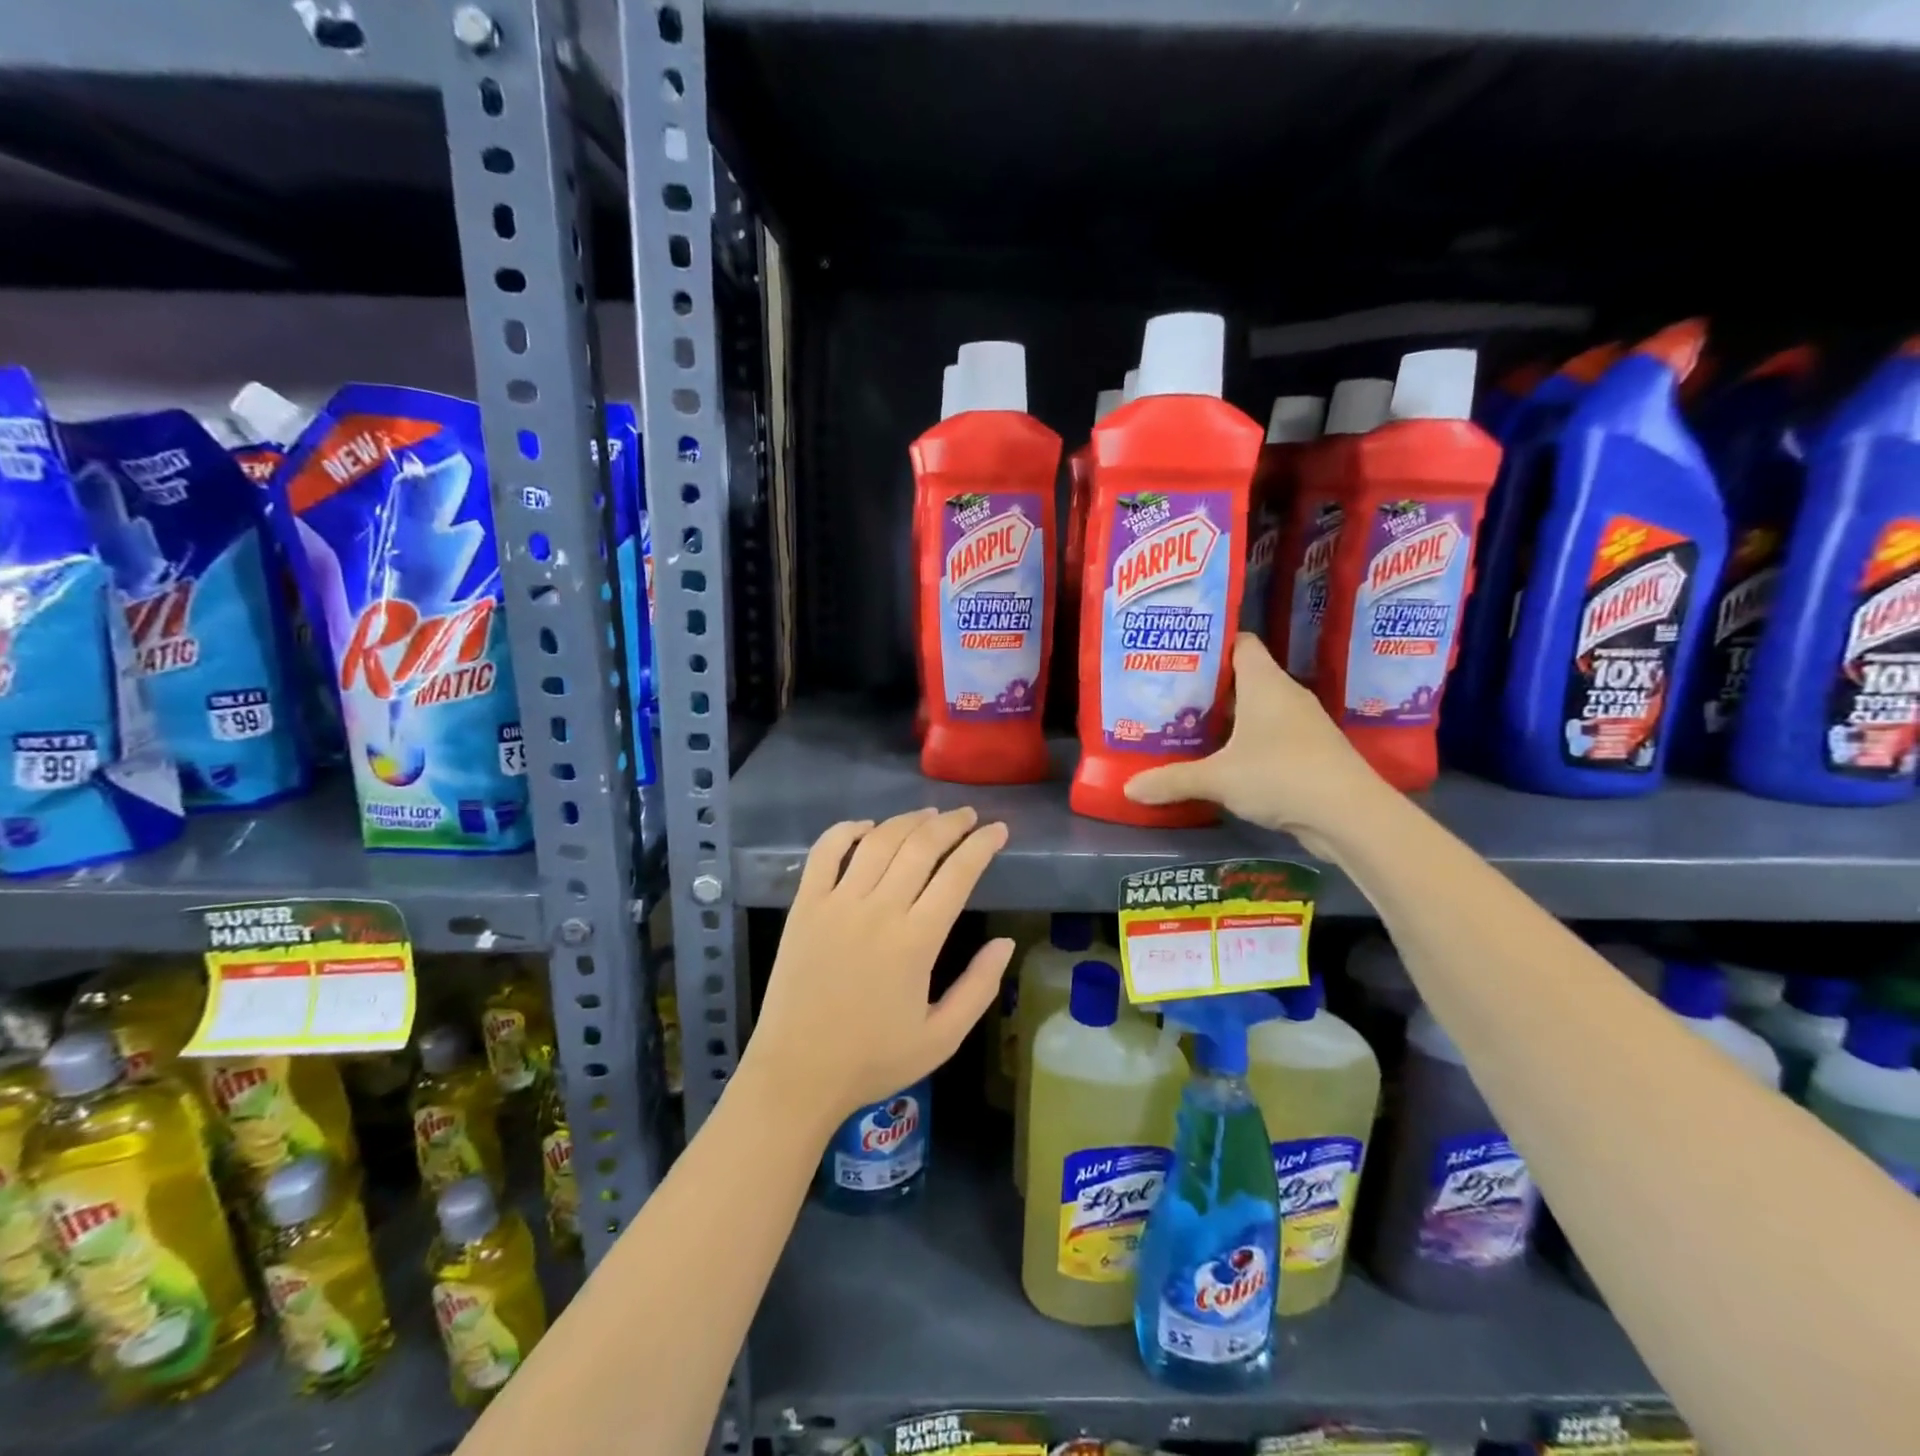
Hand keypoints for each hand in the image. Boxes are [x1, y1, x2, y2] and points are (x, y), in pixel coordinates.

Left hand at [745, 807, 1013, 1127]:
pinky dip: (846, 830)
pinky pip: (824, 852)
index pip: (957, 874)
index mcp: (916, 941)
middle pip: (921, 846)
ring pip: (878, 842)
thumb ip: (980, 988)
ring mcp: (836, 903)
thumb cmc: (873, 1060)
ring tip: (929, 814)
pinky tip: (867, 827)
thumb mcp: (942, 1038)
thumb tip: (1006, 942)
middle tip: (969, 816)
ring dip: (908, 820)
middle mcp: (878, 910)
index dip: (982, 845)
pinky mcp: (805, 906)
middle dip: (951, 824)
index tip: (998, 830)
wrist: (796, 1075)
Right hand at [1124, 633, 1383, 852]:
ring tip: (1185, 725)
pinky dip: (1244, 742)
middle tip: (1167, 694)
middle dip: (1207, 686)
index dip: (1211, 643)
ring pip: (1256, 709)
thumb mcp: (1218, 778)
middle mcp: (1285, 695)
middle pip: (1242, 677)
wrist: (1350, 816)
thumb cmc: (1280, 775)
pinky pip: (1268, 735)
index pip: (1240, 643)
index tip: (1177, 651)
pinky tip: (1220, 759)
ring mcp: (1301, 724)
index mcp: (1265, 683)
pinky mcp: (1309, 752)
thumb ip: (1172, 780)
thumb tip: (1128, 789)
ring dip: (1226, 717)